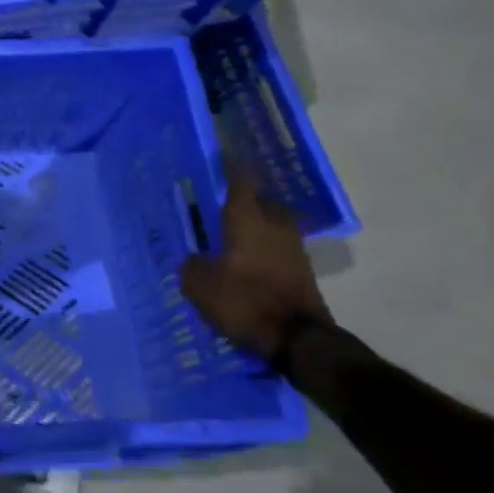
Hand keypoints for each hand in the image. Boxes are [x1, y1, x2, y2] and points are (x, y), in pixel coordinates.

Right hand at [180, 171, 330, 359]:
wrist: (297, 338)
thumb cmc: (244, 301)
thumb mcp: (200, 285)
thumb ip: (193, 265)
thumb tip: (197, 258)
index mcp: (247, 218)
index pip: (240, 180)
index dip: (230, 165)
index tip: (220, 153)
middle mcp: (273, 224)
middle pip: (259, 199)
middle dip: (241, 197)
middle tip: (216, 200)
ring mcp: (292, 245)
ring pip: (269, 222)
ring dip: (252, 223)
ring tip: (228, 230)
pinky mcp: (300, 268)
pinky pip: (275, 245)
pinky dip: (260, 245)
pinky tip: (242, 257)